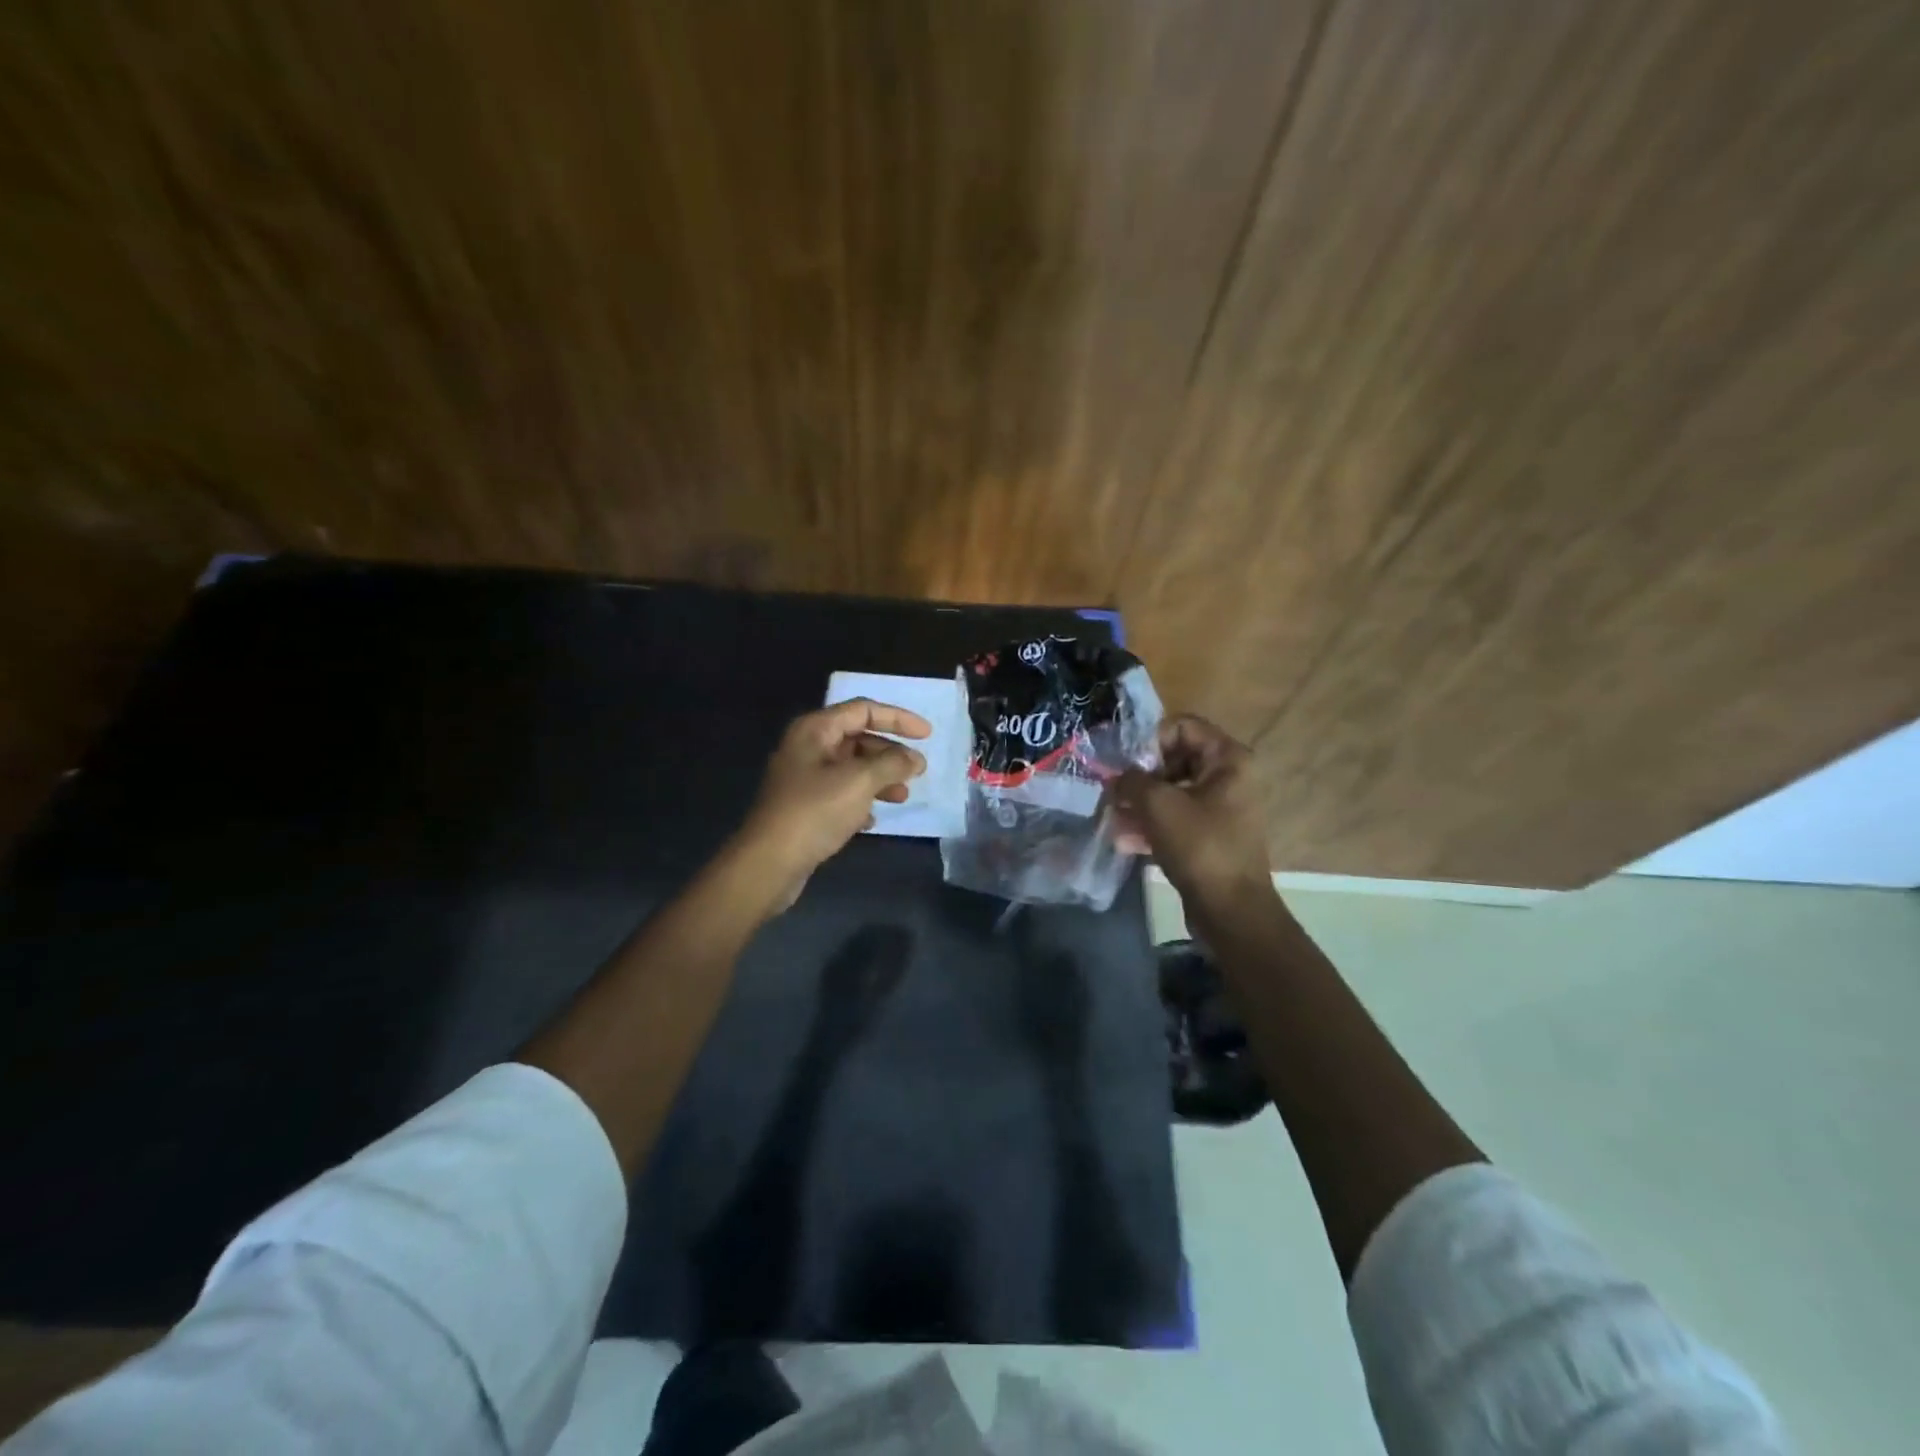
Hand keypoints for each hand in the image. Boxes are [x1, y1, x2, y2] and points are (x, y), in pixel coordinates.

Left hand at [736, 698, 930, 904]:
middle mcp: (807, 747)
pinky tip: (873, 819)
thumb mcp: (860, 781)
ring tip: (902, 797)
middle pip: (858, 738)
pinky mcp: (804, 806)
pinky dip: (861, 800)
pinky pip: (841, 793)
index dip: (898, 718)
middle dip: (890, 753)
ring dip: (880, 778)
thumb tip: (915, 759)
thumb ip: (892, 764)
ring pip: (851, 768)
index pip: (863, 710)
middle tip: (918, 771)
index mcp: (815, 730)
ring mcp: (803, 778)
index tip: (927, 735)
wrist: (769, 863)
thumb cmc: (815, 812)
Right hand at [1113, 715, 1270, 905]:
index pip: (1181, 726)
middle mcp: (1228, 777)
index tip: (1125, 765)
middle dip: (1139, 776)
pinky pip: (1175, 819)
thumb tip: (1117, 777)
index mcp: (1227, 759)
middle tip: (1113, 793)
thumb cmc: (1199, 847)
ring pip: (1171, 791)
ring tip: (1113, 819)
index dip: (1148, 741)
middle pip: (1173, 759)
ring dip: (1140, 803)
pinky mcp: (1209, 836)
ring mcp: (1220, 808)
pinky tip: (1124, 841)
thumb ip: (1130, 780)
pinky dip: (1151, 825)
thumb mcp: (1158, 805)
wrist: (1230, 910)